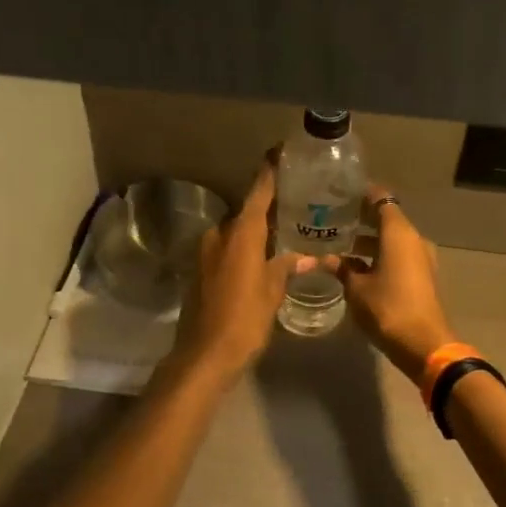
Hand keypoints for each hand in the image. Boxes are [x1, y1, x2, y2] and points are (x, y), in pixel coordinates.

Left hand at [171, 161, 307, 382]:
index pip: (258, 192)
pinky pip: (226, 249)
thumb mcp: (272, 293)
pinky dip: (243, 248)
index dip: (269, 171)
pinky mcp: (200, 270)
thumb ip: (286, 268)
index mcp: (241, 234)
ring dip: (255, 231)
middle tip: (295, 203)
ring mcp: (206, 253)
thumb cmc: (244, 320)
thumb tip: (305, 257)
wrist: (205, 354)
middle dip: (268, 207)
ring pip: (236, 232)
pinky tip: (262, 258)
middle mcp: (220, 235)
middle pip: (246, 212)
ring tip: (283, 232)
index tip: (280, 152)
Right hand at [333, 186, 452, 378]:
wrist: (424, 344)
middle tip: (333, 219)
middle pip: (387, 219)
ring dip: (369, 242)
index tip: (340, 192)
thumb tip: (324, 259)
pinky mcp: (422, 277)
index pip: (381, 199)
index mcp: (399, 233)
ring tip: (340, 245)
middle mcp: (413, 239)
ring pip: (392, 240)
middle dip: (361, 219)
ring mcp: (421, 259)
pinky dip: (379, 257)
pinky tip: (356, 267)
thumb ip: (341, 269)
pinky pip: (398, 257)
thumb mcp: (356, 289)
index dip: (362, 193)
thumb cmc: (388, 308)